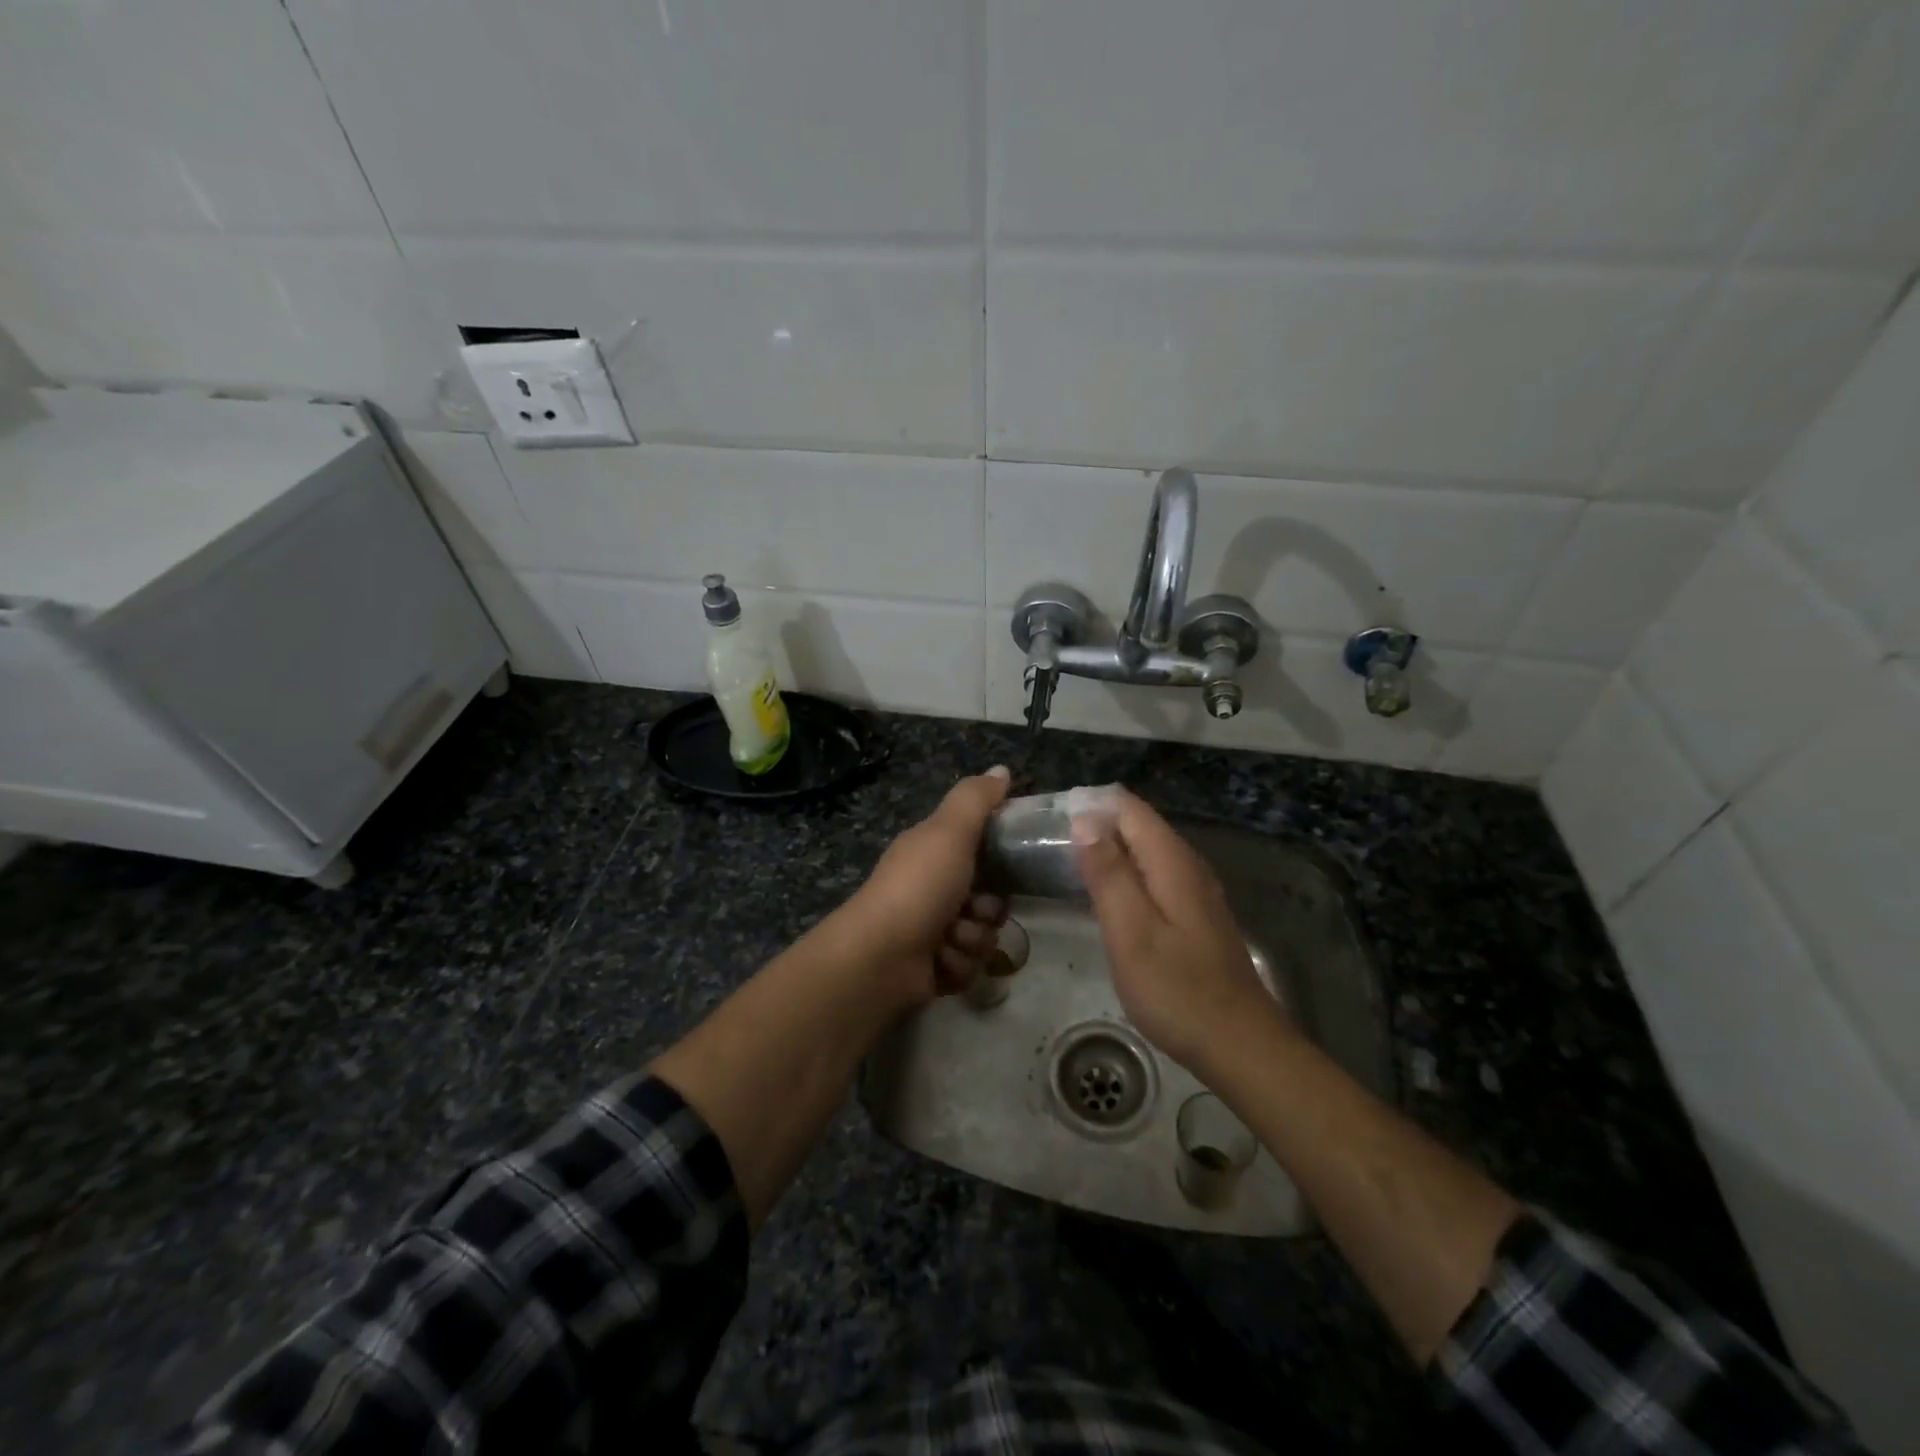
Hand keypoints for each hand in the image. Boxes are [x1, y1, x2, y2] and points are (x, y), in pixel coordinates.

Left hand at [841, 766, 1011, 1002]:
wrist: (880, 957)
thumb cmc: (918, 886)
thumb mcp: (949, 832)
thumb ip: (976, 799)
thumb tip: (1002, 769)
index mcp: (932, 854)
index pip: (982, 851)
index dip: (999, 859)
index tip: (1005, 863)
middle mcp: (931, 890)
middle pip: (990, 900)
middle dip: (988, 909)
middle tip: (974, 909)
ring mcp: (932, 931)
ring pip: (982, 936)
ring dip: (972, 939)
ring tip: (950, 940)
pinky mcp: (934, 968)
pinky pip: (969, 967)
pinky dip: (958, 965)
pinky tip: (939, 961)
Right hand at [1073, 789, 1282, 1070]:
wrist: (1239, 1045)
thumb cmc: (1177, 991)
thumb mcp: (1131, 932)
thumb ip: (1108, 873)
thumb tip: (1085, 818)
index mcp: (1172, 862)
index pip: (1128, 808)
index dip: (1090, 805)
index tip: (1051, 819)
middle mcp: (1188, 865)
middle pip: (1139, 825)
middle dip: (1097, 823)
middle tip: (1051, 843)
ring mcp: (1196, 891)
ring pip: (1147, 850)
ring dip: (1111, 848)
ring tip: (1069, 861)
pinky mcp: (1196, 914)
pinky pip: (1155, 874)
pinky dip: (1127, 872)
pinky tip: (1108, 894)